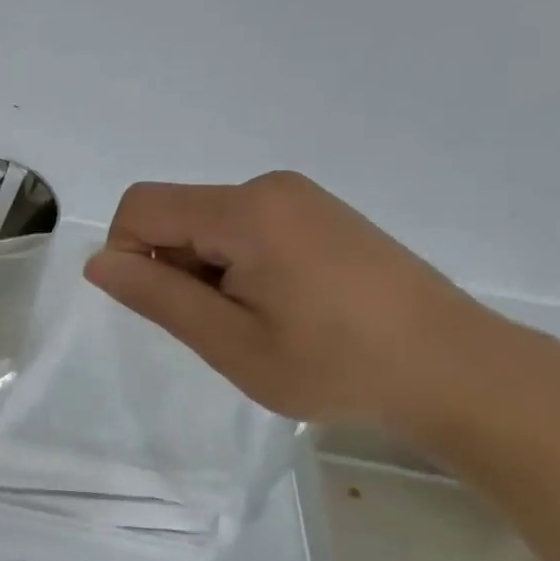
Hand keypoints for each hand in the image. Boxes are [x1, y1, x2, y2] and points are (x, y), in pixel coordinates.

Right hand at [84, 172, 535, 434]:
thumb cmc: (339, 366)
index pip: (140, 207)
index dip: (128, 255)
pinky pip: (246, 225)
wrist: (461, 372)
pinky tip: (283, 306)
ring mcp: (299, 197)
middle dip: (174, 266)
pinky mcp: (320, 212)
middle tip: (221, 327)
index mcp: (245, 211)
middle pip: (175, 213)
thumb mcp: (233, 344)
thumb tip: (98, 263)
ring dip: (207, 269)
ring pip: (208, 222)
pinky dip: (238, 262)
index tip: (165, 308)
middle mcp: (268, 187)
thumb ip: (158, 297)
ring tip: (258, 322)